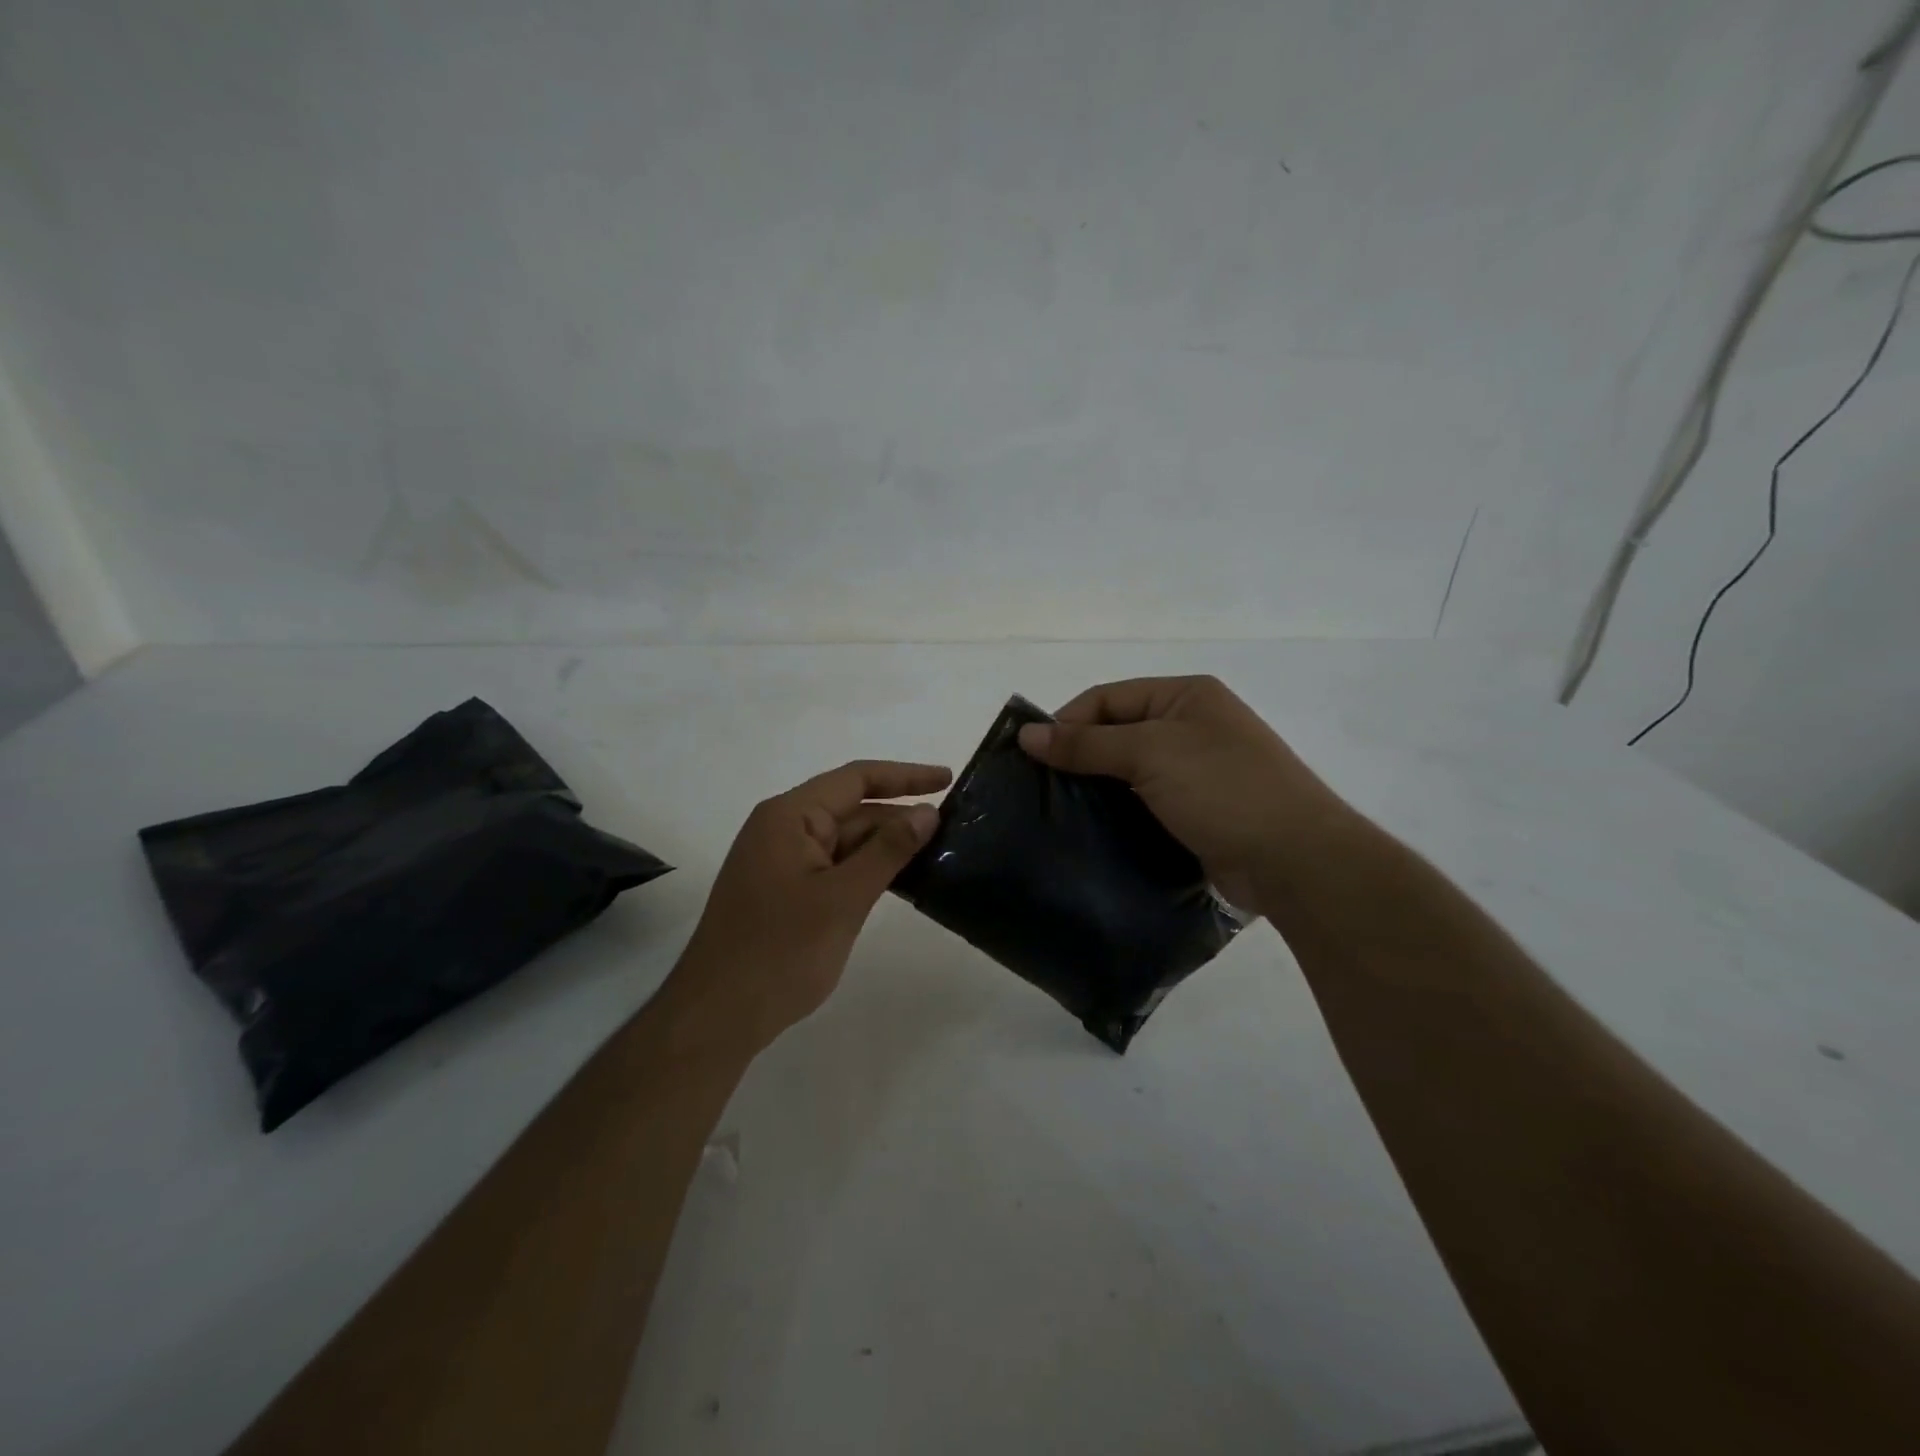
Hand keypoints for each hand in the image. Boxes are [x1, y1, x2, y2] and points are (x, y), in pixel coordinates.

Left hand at [662, 759, 951, 1056]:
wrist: (717, 1016)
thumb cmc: (780, 952)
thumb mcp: (843, 899)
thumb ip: (887, 851)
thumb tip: (927, 813)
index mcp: (789, 817)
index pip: (856, 779)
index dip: (905, 776)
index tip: (948, 779)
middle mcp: (783, 829)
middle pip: (851, 808)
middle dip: (899, 815)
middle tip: (954, 827)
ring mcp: (782, 861)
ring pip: (845, 840)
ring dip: (886, 845)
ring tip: (938, 851)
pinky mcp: (786, 890)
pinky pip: (835, 866)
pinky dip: (867, 869)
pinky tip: (901, 879)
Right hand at [1016, 676, 1348, 909]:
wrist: (1294, 859)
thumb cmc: (1223, 788)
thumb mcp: (1151, 753)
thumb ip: (1087, 743)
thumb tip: (1027, 734)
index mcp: (1186, 696)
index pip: (1108, 697)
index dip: (1067, 721)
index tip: (1030, 755)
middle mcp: (1190, 726)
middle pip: (1116, 732)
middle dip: (1077, 756)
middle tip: (1036, 787)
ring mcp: (1195, 771)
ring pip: (1127, 771)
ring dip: (1094, 788)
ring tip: (1054, 811)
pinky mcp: (1195, 812)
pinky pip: (1142, 803)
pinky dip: (1115, 812)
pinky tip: (1088, 830)